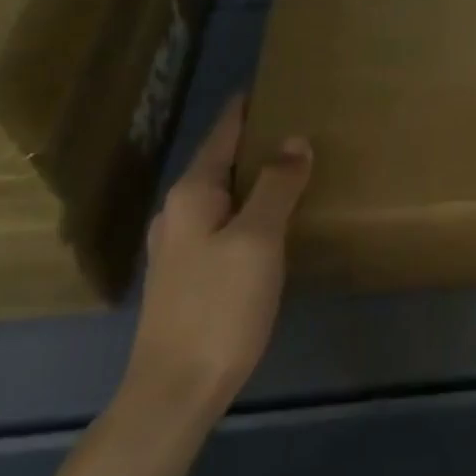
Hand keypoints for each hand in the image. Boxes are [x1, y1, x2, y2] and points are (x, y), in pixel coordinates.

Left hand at [123, 94, 312, 420]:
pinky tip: (274, 217)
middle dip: (255, 140)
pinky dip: (250, 205)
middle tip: (299, 122)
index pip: (221, 134)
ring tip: (293, 164)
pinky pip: (224, 220)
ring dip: (254, 175)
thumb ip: (277, 185)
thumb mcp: (257, 239)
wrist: (175, 391)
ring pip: (223, 193)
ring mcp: (179, 245)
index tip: (274, 85)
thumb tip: (295, 140)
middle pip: (220, 161)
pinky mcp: (189, 274)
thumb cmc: (219, 306)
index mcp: (191, 194)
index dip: (246, 109)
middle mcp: (178, 212)